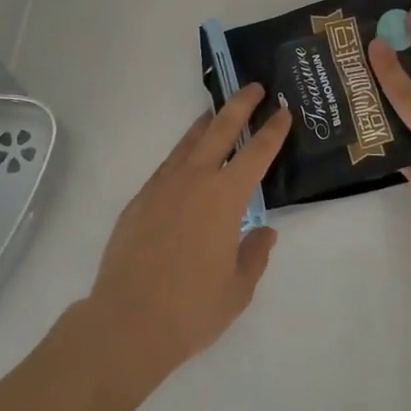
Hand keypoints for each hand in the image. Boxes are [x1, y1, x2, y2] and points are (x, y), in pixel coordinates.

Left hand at [83, 86, 290, 397]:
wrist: (127, 322)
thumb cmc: (191, 309)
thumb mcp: (237, 289)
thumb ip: (254, 255)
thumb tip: (264, 231)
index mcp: (226, 198)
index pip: (257, 153)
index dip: (273, 130)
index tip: (283, 111)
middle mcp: (195, 180)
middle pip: (220, 129)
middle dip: (240, 105)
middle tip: (253, 88)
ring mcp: (163, 186)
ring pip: (189, 142)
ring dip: (207, 124)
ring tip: (217, 113)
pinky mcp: (139, 200)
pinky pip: (168, 165)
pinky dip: (182, 153)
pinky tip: (186, 159)